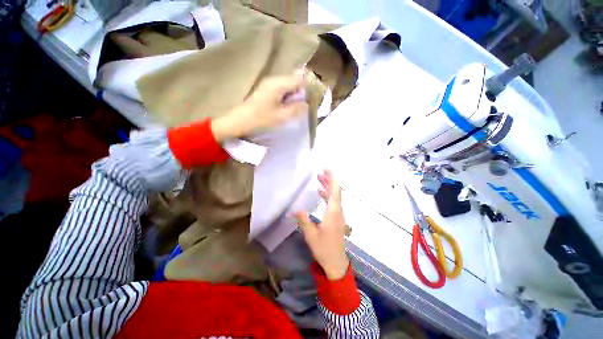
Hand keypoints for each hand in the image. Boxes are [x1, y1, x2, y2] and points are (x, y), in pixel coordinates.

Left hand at [211, 71, 307, 141]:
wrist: (240, 120)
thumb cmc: (261, 119)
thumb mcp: (281, 116)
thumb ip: (296, 109)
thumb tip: (307, 104)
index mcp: (278, 84)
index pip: (299, 80)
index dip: (308, 88)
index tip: (312, 99)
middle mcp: (274, 79)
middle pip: (294, 80)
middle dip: (301, 92)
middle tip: (304, 105)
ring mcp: (269, 83)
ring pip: (288, 85)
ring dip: (294, 95)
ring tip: (296, 107)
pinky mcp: (266, 89)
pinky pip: (282, 89)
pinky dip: (287, 96)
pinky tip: (287, 106)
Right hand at [296, 170, 349, 279]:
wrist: (336, 262)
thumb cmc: (324, 249)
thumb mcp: (311, 235)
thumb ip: (304, 221)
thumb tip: (295, 210)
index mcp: (333, 213)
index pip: (335, 192)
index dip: (332, 179)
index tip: (327, 169)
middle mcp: (337, 211)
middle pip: (335, 192)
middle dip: (329, 180)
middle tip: (320, 172)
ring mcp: (338, 215)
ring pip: (334, 197)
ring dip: (328, 187)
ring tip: (319, 178)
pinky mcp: (336, 218)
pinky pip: (333, 203)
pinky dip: (327, 195)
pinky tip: (320, 193)